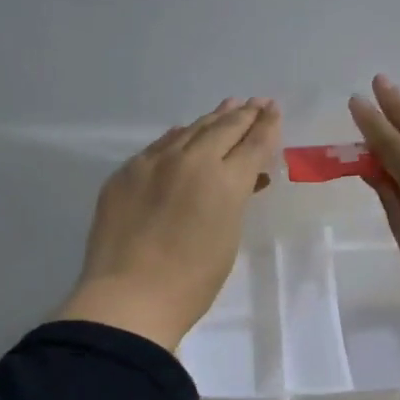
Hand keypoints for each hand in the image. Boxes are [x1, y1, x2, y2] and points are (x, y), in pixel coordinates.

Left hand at [56, 98, 280, 350]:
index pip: (252, 144)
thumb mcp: (228, 238)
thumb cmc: (191, 282)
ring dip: (212, 118)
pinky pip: (158, 145)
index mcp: (225, 182)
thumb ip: (236, 199)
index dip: (266, 126)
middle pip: (223, 128)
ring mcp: (154, 163)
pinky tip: (183, 132)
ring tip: (228, 106)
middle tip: (256, 102)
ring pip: (189, 131)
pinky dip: (178, 136)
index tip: (273, 110)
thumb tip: (242, 179)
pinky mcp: (125, 173)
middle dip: (243, 114)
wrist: (128, 297)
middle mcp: (191, 161)